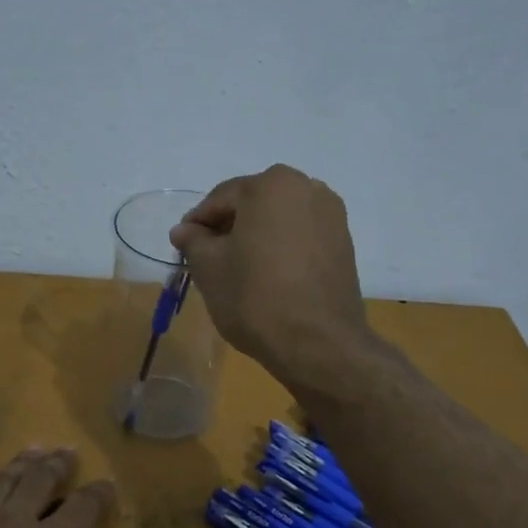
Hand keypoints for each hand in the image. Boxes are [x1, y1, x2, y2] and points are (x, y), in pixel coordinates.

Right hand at [170, 164, 370, 382]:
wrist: (318, 343)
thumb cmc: (255, 297)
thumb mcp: (209, 268)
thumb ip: (193, 241)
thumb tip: (184, 230)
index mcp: (272, 184)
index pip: (221, 198)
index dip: (198, 222)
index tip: (182, 245)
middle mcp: (307, 188)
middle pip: (254, 204)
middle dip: (229, 227)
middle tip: (208, 257)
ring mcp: (332, 216)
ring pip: (280, 220)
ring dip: (256, 237)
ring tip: (238, 268)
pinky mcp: (345, 244)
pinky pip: (301, 237)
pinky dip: (281, 249)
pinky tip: (268, 275)